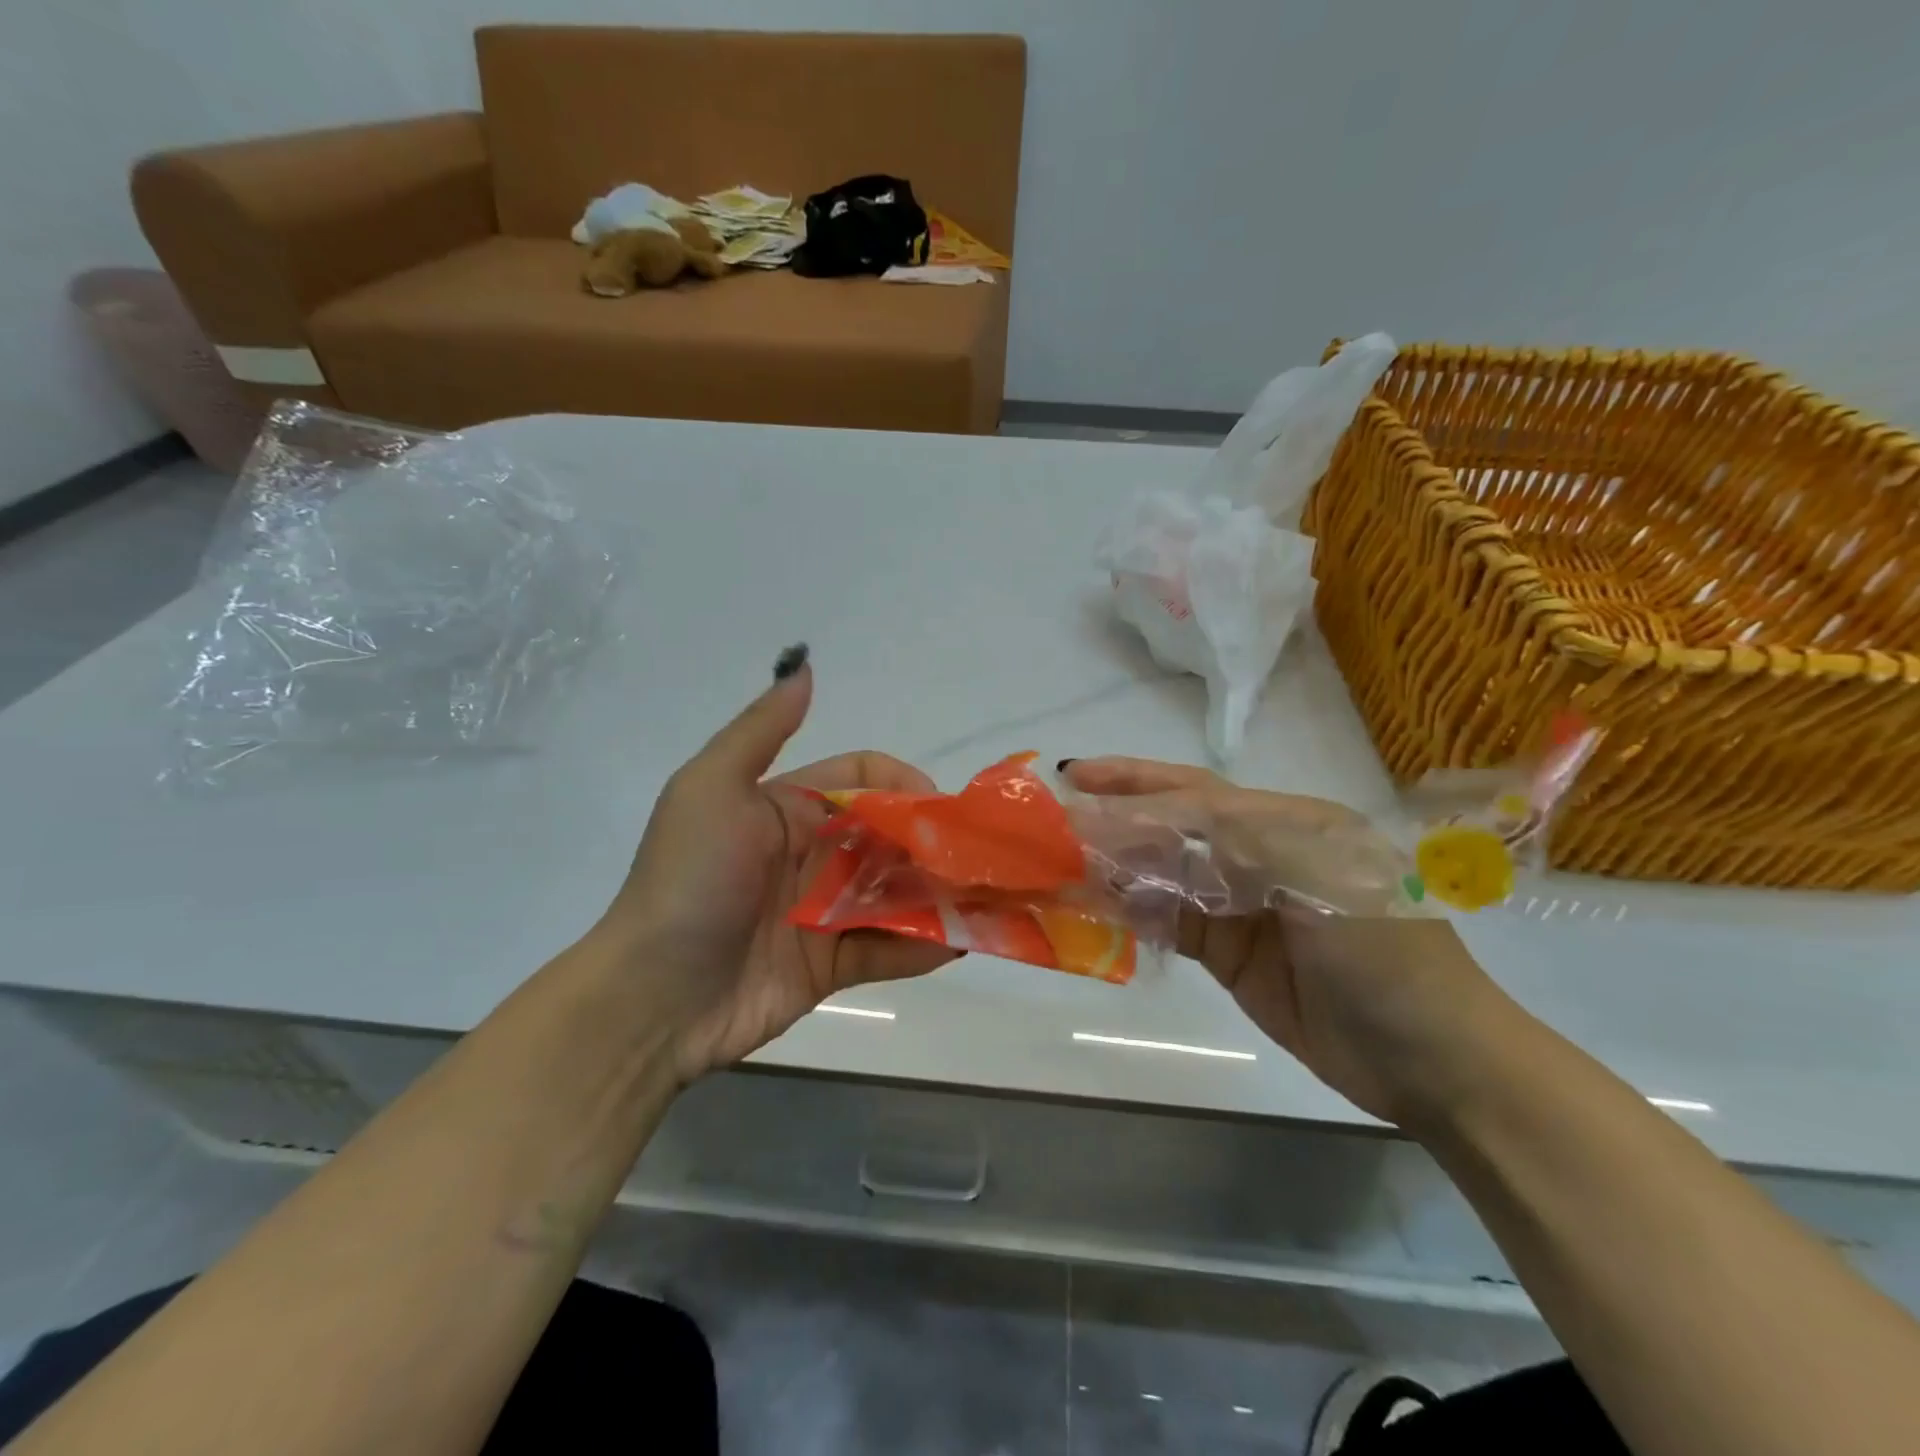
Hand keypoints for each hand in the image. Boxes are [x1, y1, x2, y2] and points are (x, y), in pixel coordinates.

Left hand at [585, 648, 956, 1084]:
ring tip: (987, 898)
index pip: (862, 781)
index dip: (902, 786)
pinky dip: (924, 945)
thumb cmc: (689, 881)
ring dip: (940, 893)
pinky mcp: (833, 965)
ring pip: (897, 892)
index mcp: (788, 808)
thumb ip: (762, 730)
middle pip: (889, 837)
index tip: (938, 808)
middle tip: (978, 858)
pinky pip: (888, 949)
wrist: (651, 997)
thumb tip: (805, 666)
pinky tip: (962, 944)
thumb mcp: (711, 789)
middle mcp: (812, 854)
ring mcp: (824, 912)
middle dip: (933, 842)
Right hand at [1063, 757, 1513, 1126]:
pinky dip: (1131, 913)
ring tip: (1058, 861)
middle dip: (1115, 818)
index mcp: (1288, 822)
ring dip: (1115, 866)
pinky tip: (1094, 908)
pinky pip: (1169, 922)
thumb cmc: (1386, 955)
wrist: (1436, 1064)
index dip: (1135, 783)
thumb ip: (1237, 837)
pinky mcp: (1230, 952)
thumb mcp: (1320, 876)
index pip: (1196, 793)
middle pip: (1172, 827)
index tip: (1076, 777)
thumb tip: (1151, 819)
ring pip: (1164, 874)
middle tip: (1053, 817)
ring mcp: (1242, 906)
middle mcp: (1260, 854)